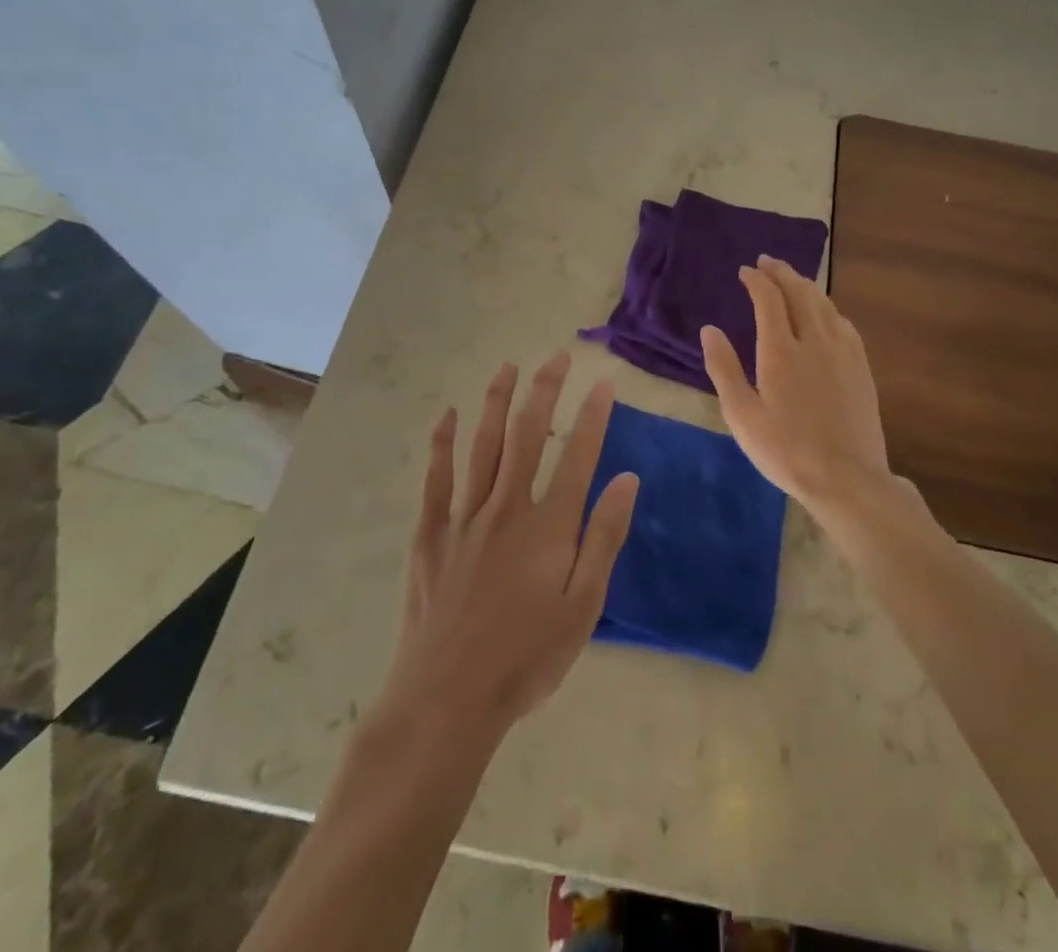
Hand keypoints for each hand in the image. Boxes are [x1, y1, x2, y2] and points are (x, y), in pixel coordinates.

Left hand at [377, 355, 638, 744]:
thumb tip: (627, 479)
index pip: (578, 456)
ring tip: (507, 367)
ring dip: (496, 402)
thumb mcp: (582, 606)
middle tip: (557, 357)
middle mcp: (507, 508)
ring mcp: (464, 517)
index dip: (593, 416)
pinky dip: (443, 443)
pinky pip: (437, 478)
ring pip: (483, 445)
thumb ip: (604, 538)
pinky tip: (449, 416)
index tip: (603, 383)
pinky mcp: (430, 534)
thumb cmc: (526, 658)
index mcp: (548, 527)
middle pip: (528, 435)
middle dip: (544, 391)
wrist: (446, 700)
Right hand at [701, 256, 898, 530]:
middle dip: (781, 272)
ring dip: (805, 285)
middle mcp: (814, 341)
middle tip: (767, 262)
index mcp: (781, 351)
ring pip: (823, 304)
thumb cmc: (786, 451)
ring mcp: (843, 352)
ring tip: (791, 278)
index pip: (769, 300)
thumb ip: (724, 369)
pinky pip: (842, 322)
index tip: (745, 271)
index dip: (756, 280)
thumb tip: (710, 329)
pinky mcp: (861, 366)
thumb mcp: (742, 416)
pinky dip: (827, 307)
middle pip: (799, 292)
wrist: (847, 478)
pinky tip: (824, 312)